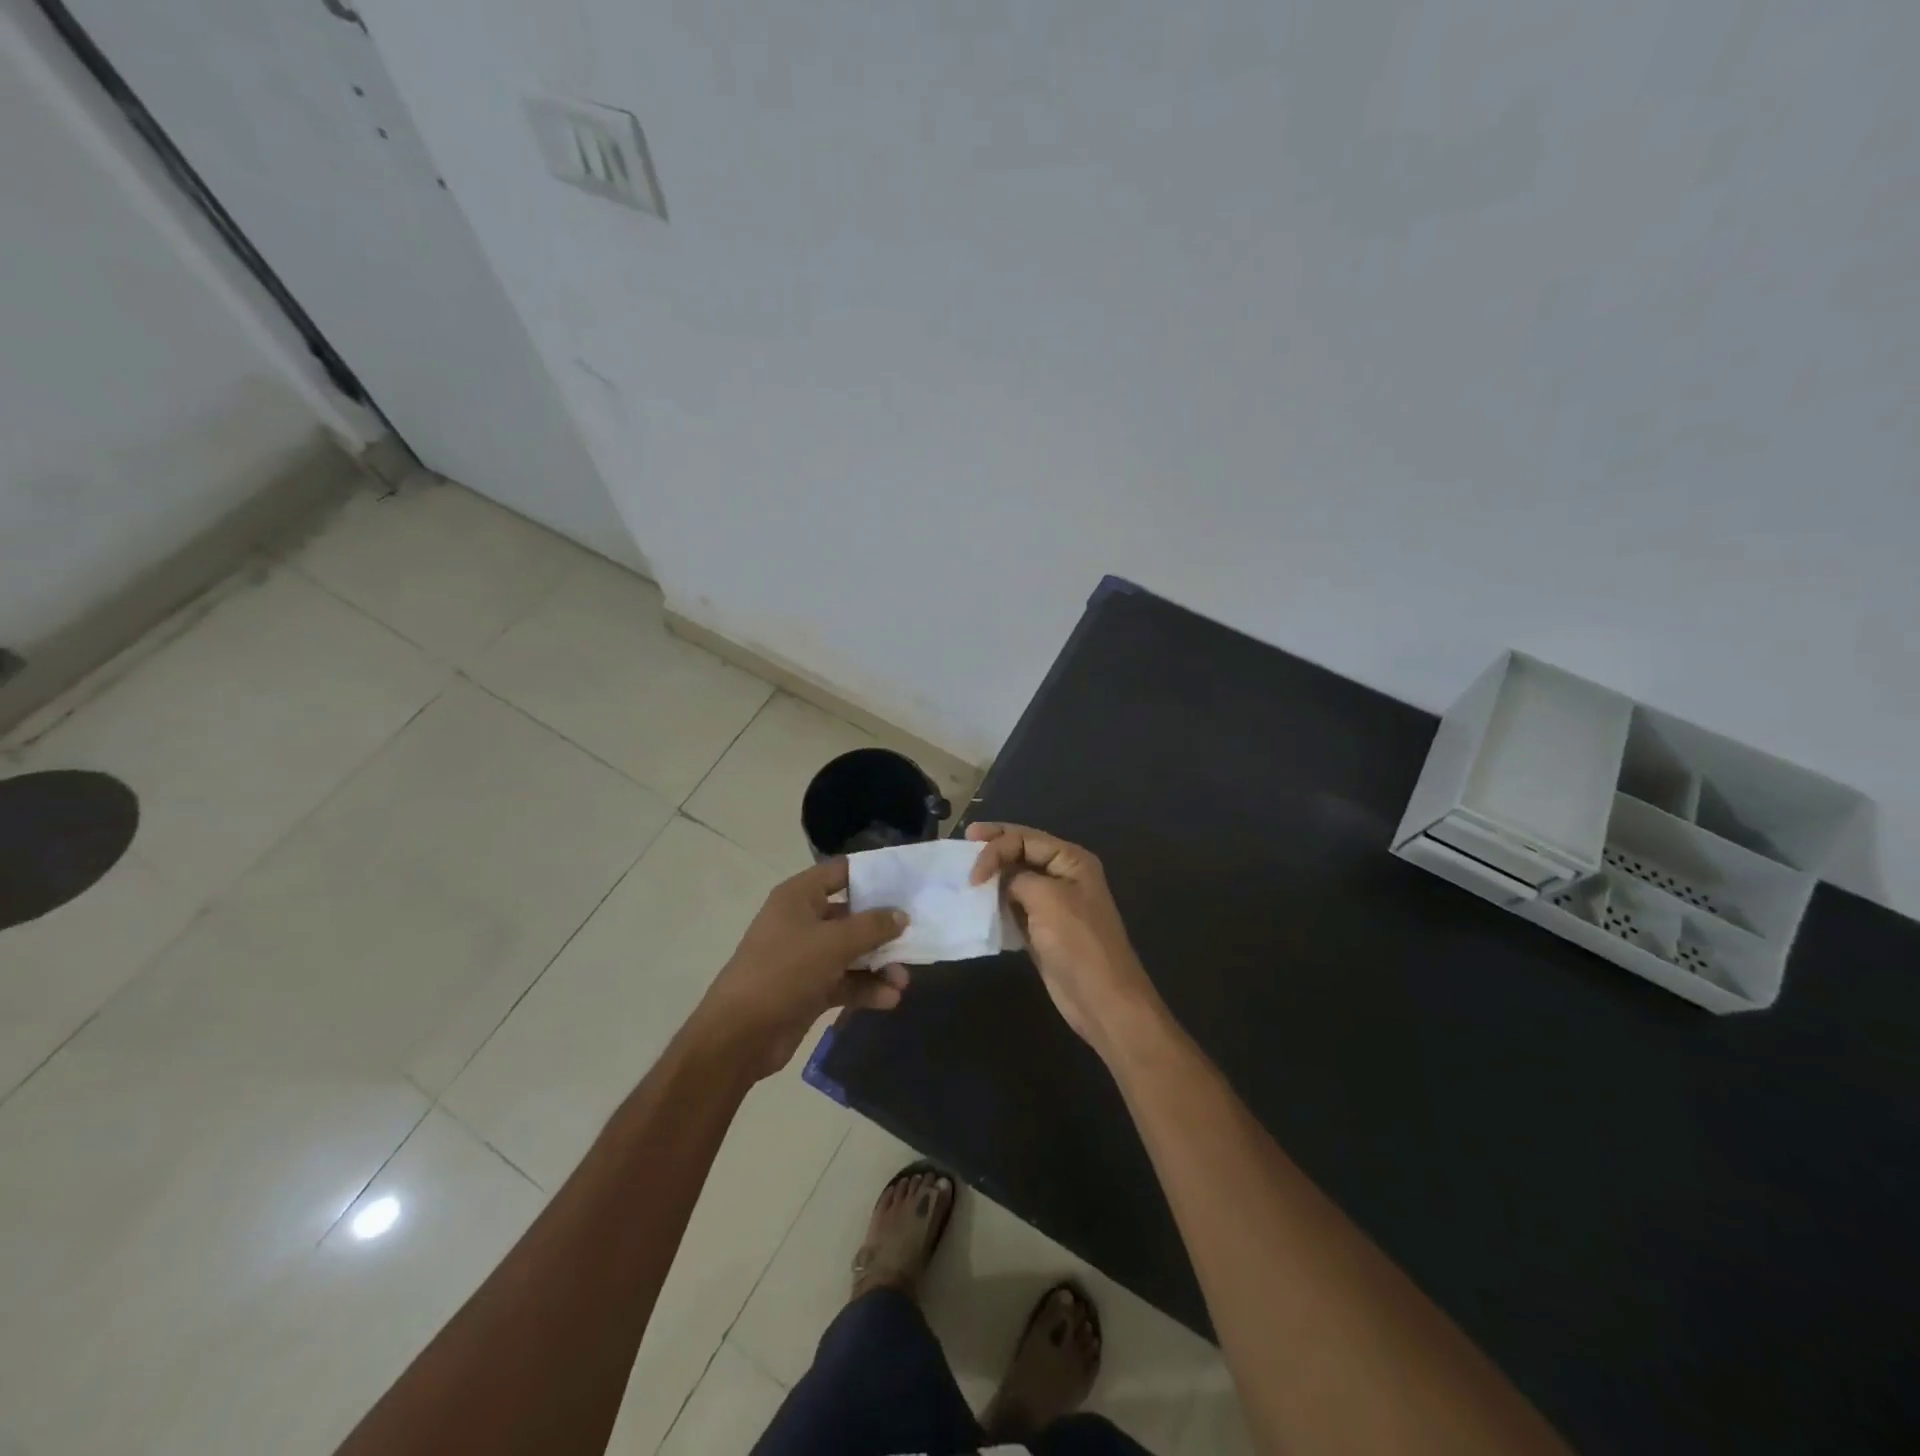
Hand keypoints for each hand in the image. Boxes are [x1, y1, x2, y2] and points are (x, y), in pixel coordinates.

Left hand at [689, 857, 910, 1080]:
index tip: (908, 883)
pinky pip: (845, 981)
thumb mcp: (833, 943)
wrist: (739, 1036)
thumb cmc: (784, 972)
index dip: (874, 875)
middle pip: (852, 915)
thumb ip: (872, 927)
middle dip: (884, 929)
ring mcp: (805, 957)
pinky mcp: (810, 989)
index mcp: (799, 897)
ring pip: (852, 952)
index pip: (841, 872)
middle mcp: (802, 921)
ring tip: (903, 981)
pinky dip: (866, 988)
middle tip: (915, 937)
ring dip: (879, 965)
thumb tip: (901, 915)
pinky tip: (889, 999)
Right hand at [967, 822, 1164, 1054]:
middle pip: (1021, 852)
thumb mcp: (1046, 898)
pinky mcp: (1042, 929)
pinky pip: (1014, 906)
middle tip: (964, 842)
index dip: (996, 846)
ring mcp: (1053, 903)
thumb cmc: (1078, 942)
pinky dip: (996, 903)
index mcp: (1071, 860)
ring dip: (992, 877)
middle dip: (994, 848)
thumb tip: (1000, 879)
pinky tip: (978, 904)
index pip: (1026, 838)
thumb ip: (1018, 878)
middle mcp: (1063, 875)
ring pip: (1015, 879)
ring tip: (965, 875)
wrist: (1101, 998)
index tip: (973, 873)